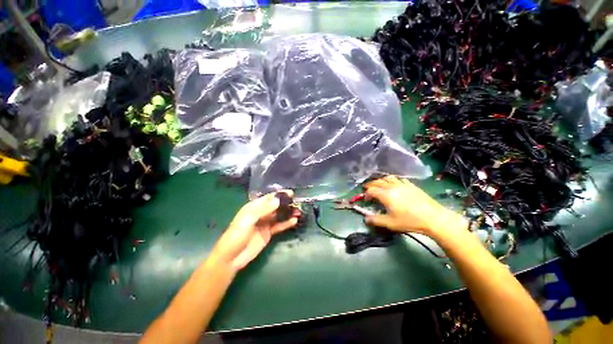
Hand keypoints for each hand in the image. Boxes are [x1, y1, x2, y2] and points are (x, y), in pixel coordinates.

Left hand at [210, 191, 298, 271]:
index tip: (291, 193)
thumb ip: (263, 209)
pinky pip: (279, 226)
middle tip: (297, 202)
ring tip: (299, 211)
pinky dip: (286, 223)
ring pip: (279, 215)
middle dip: (286, 203)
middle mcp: (261, 213)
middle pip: (275, 206)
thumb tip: (278, 200)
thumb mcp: (248, 220)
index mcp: (254, 207)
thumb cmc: (237, 235)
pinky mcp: (268, 233)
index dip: (279, 195)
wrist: (231, 257)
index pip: (269, 198)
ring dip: (288, 213)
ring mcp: (265, 223)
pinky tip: (294, 221)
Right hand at [364, 175, 464, 237]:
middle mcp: (392, 187)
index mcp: (385, 195)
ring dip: (381, 180)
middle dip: (371, 184)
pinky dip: (393, 180)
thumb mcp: (390, 223)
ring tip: (379, 185)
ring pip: (388, 178)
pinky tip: (395, 185)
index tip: (366, 199)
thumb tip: (365, 219)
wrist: (433, 218)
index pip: (371, 190)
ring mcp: (402, 185)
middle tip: (367, 188)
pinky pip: (399, 179)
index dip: (366, 193)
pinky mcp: (411, 185)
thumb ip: (376, 220)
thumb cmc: (409, 221)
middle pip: (378, 182)